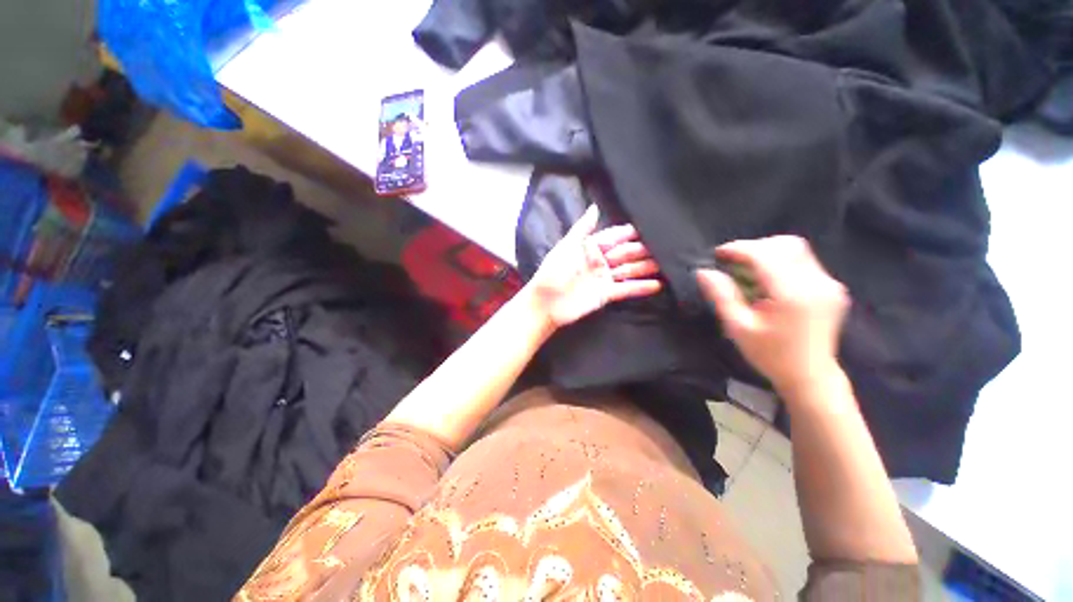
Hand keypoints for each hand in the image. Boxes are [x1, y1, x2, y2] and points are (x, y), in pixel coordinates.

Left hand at [529, 205, 662, 328]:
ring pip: (629, 270)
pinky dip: (641, 287)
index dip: (630, 233)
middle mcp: (599, 261)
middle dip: (643, 250)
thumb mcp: (567, 246)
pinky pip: (626, 289)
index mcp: (590, 248)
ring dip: (647, 267)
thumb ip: (582, 228)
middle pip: (626, 253)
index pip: (614, 237)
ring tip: (667, 265)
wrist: (546, 302)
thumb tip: (594, 207)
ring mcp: (604, 278)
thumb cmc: (554, 271)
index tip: (650, 227)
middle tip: (666, 247)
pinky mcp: (606, 295)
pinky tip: (657, 284)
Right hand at [696, 236, 848, 392]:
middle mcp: (816, 282)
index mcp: (792, 294)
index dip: (738, 249)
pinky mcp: (832, 287)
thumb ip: (721, 295)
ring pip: (797, 249)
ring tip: (747, 268)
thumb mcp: (738, 327)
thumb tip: (703, 272)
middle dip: (754, 247)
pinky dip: (781, 261)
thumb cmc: (770, 354)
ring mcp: (829, 283)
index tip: (718, 254)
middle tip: (732, 261)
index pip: (765, 254)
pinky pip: (804, 261)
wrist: (810, 376)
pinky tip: (767, 278)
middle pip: (785, 244)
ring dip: (768, 252)